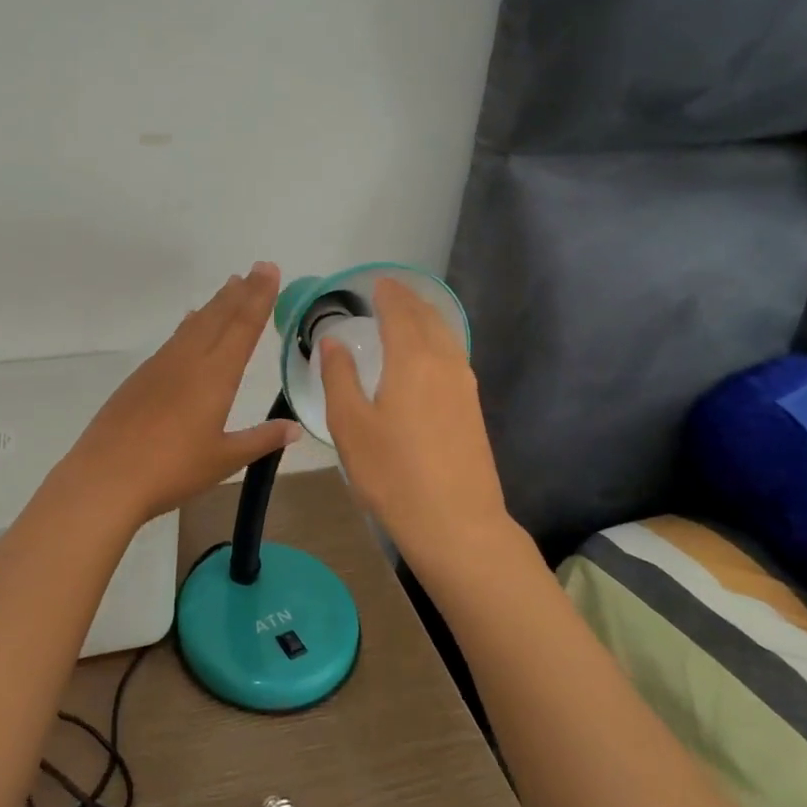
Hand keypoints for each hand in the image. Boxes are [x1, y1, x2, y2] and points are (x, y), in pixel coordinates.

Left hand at [64, 262, 302, 526]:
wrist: (106, 476)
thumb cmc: (172, 470)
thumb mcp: (223, 459)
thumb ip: (260, 440)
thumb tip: (295, 428)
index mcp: (214, 376)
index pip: (243, 328)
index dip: (259, 298)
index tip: (269, 271)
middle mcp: (188, 361)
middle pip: (218, 317)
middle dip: (240, 292)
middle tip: (256, 269)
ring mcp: (160, 366)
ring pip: (194, 324)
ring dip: (215, 304)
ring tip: (229, 287)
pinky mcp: (140, 377)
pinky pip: (174, 339)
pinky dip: (189, 324)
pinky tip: (189, 323)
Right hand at [318, 277, 522, 570]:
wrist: (456, 523)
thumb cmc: (392, 473)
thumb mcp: (350, 425)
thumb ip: (339, 376)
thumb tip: (334, 340)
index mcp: (412, 359)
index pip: (400, 311)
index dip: (387, 293)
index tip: (374, 282)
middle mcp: (444, 362)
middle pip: (428, 317)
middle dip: (408, 300)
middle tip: (388, 292)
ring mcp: (464, 386)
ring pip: (446, 336)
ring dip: (426, 318)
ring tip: (406, 315)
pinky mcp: (473, 408)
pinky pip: (454, 355)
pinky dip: (437, 340)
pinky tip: (426, 356)